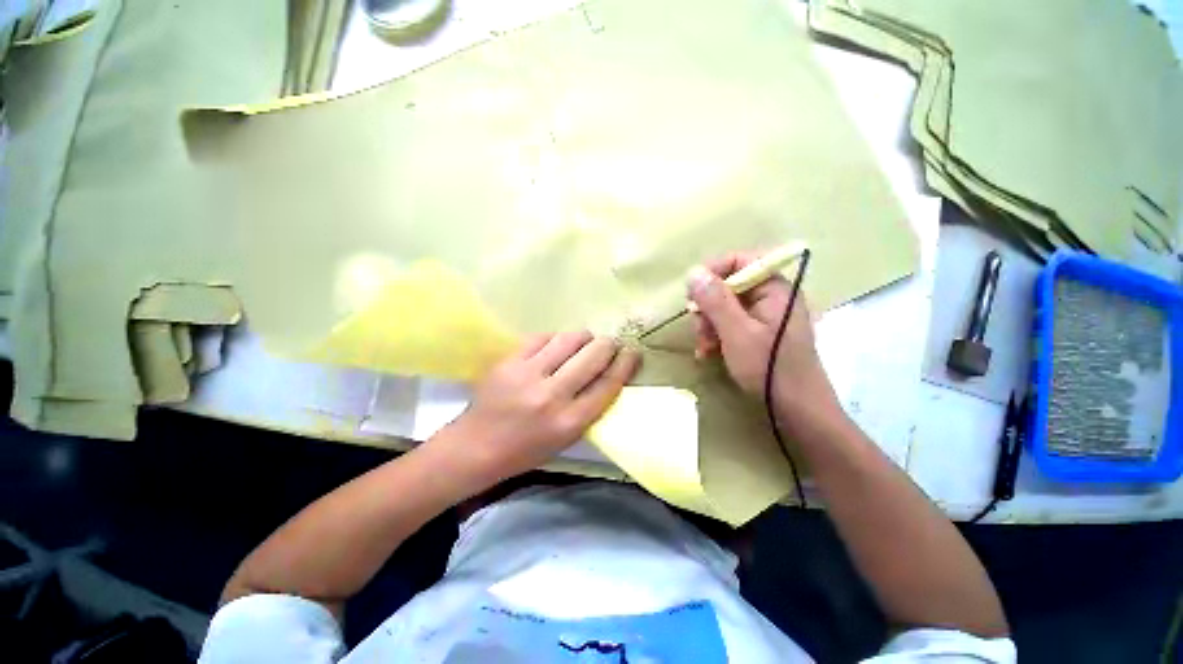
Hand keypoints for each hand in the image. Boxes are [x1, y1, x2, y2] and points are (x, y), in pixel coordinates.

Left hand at [430, 331, 639, 485]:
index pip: (609, 383)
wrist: (476, 447)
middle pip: (594, 354)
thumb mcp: (567, 437)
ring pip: (570, 338)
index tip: (633, 351)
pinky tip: (555, 347)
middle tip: (609, 344)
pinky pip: (543, 336)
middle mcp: (552, 396)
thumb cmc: (527, 449)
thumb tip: (609, 371)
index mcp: (570, 422)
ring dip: (584, 337)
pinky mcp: (509, 361)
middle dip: (608, 344)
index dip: (626, 363)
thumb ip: (590, 405)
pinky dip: (555, 339)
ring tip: (583, 343)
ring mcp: (528, 375)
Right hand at [687, 251, 841, 428]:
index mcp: (774, 288)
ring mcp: (765, 315)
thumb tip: (693, 271)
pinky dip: (717, 334)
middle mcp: (771, 296)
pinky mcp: (760, 332)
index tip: (691, 292)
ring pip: (726, 306)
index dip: (713, 271)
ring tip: (704, 346)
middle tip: (699, 328)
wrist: (798, 409)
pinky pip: (731, 323)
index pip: (740, 260)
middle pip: (729, 285)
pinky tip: (708, 351)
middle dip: (708, 306)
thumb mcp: (737, 333)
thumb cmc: (770, 368)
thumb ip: (715, 301)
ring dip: (709, 324)